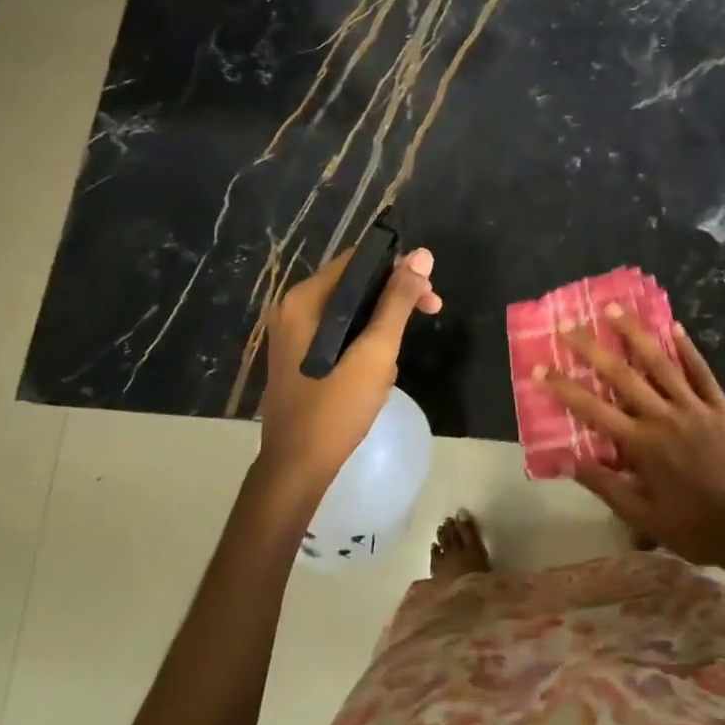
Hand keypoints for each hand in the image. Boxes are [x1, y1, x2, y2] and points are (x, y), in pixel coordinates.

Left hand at [258, 246, 441, 493]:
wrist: (297, 469)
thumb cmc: (336, 407)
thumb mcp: (376, 352)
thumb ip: (397, 301)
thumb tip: (422, 255)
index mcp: (304, 300)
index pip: (357, 260)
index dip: (398, 267)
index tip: (429, 289)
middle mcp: (293, 308)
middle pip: (354, 284)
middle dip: (394, 298)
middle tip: (431, 311)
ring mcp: (293, 334)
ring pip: (350, 311)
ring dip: (381, 325)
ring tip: (395, 359)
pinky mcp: (298, 356)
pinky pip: (338, 332)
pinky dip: (363, 341)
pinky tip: (377, 370)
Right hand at [544, 314, 724, 573]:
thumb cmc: (693, 527)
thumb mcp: (643, 516)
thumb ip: (604, 485)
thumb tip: (565, 460)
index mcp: (642, 445)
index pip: (593, 409)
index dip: (564, 388)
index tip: (540, 369)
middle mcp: (664, 417)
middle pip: (621, 374)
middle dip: (591, 348)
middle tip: (568, 324)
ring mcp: (694, 407)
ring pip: (660, 362)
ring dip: (634, 333)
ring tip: (614, 308)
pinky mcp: (720, 407)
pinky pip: (701, 371)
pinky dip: (687, 348)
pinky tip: (674, 327)